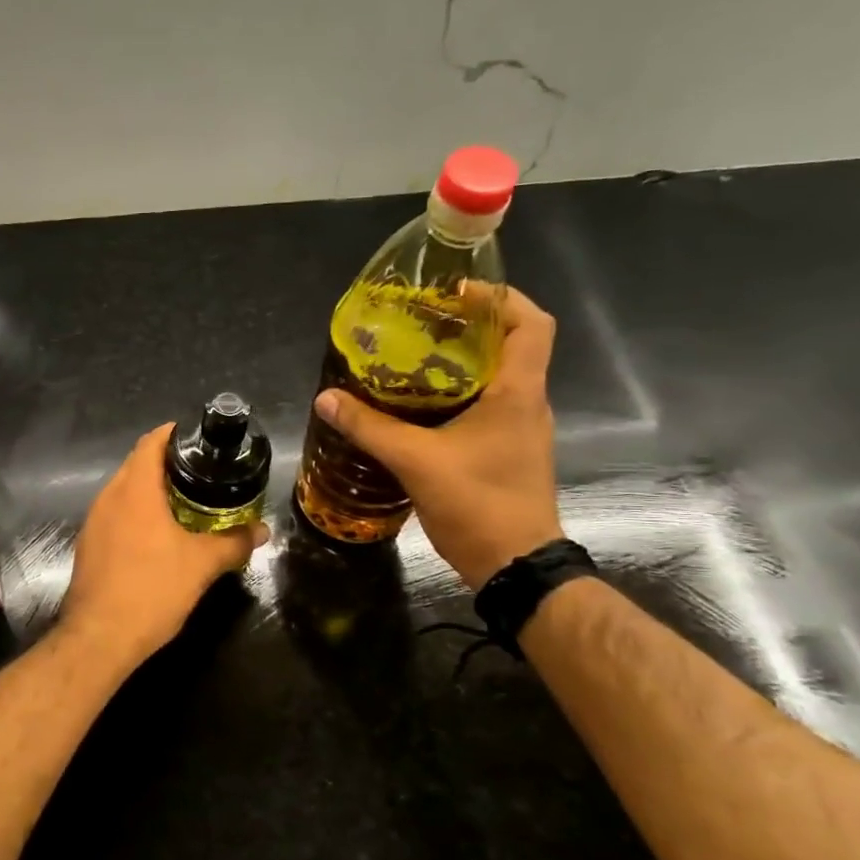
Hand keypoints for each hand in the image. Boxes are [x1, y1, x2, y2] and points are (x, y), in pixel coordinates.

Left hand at [60, 424, 267, 667]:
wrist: (99, 639)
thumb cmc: (152, 590)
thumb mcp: (202, 565)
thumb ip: (235, 542)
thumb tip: (263, 530)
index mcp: (134, 490)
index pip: (150, 443)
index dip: (174, 434)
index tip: (199, 439)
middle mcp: (108, 497)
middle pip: (137, 464)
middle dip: (167, 463)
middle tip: (202, 472)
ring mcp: (94, 522)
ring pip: (124, 491)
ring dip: (151, 490)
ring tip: (185, 501)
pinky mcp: (88, 545)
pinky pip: (115, 515)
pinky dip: (137, 513)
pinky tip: (158, 535)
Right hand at [313, 286, 562, 587]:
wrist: (513, 566)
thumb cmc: (477, 503)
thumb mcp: (415, 461)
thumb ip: (370, 427)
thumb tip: (327, 399)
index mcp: (518, 393)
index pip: (532, 324)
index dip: (501, 298)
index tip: (458, 293)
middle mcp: (527, 404)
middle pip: (511, 346)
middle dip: (470, 327)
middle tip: (421, 323)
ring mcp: (521, 430)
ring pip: (497, 378)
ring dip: (462, 363)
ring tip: (413, 358)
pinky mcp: (509, 452)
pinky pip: (487, 407)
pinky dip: (458, 395)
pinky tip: (420, 407)